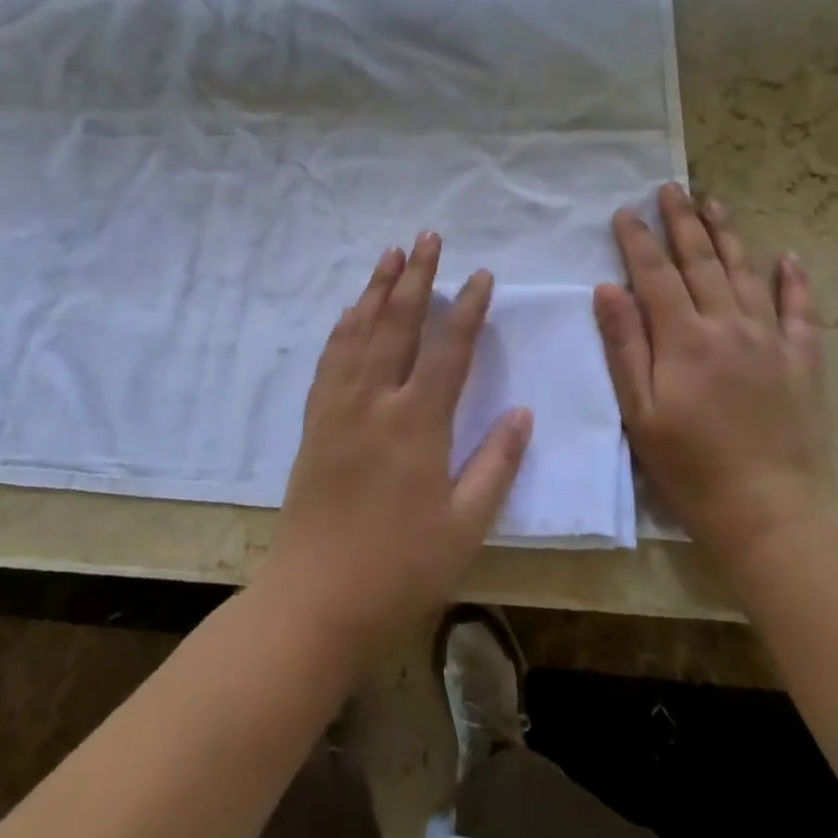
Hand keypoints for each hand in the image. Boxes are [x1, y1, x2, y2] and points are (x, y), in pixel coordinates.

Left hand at [264, 233, 531, 657]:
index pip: (448, 349)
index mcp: (416, 423)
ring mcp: (338, 407)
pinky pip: (330, 359)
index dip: (467, 308)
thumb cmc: (400, 568)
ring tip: (389, 254)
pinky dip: (343, 328)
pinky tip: (350, 311)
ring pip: (359, 331)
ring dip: (376, 289)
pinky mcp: (315, 421)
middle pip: (397, 323)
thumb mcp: (464, 525)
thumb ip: (496, 464)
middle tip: (428, 237)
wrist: (316, 599)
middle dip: (416, 276)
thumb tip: (522, 413)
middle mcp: (374, 401)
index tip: (481, 275)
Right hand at [595, 183, 834, 567]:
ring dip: (728, 235)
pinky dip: (795, 282)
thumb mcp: (640, 411)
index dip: (638, 239)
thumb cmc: (690, 466)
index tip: (625, 211)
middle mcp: (729, 326)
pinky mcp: (802, 362)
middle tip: (671, 188)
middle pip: (701, 262)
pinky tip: (789, 256)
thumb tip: (608, 288)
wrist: (770, 513)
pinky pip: (801, 312)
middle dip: (682, 221)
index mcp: (684, 338)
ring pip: (746, 274)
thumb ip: (624, 346)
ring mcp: (770, 341)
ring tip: (714, 203)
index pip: (655, 274)